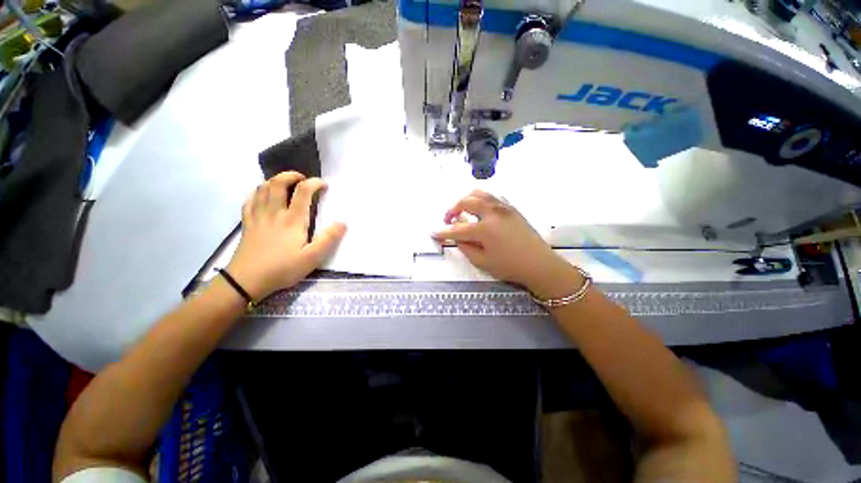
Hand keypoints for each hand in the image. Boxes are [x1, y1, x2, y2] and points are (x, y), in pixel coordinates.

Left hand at [226, 172, 345, 299]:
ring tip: (285, 184)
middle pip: (278, 183)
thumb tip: (343, 223)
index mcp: (292, 220)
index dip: (314, 183)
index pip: (303, 192)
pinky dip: (257, 193)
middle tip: (302, 179)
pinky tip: (262, 195)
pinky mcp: (247, 224)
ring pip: (262, 189)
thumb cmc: (282, 269)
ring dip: (274, 181)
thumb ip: (329, 239)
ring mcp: (258, 217)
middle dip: (291, 175)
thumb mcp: (312, 258)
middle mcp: (274, 212)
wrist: (246, 281)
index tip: (324, 185)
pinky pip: (249, 201)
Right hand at [432, 190, 582, 298]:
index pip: (457, 229)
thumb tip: (457, 237)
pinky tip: (479, 210)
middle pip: (466, 202)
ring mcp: (503, 207)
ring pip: (479, 193)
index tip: (433, 232)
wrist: (539, 264)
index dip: (443, 232)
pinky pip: (491, 197)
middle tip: (448, 219)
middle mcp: (492, 212)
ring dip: (466, 199)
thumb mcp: (482, 262)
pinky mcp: (511, 208)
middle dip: (452, 209)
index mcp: (484, 228)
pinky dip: (480, 199)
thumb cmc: (510, 266)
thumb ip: (465, 247)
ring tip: (462, 210)